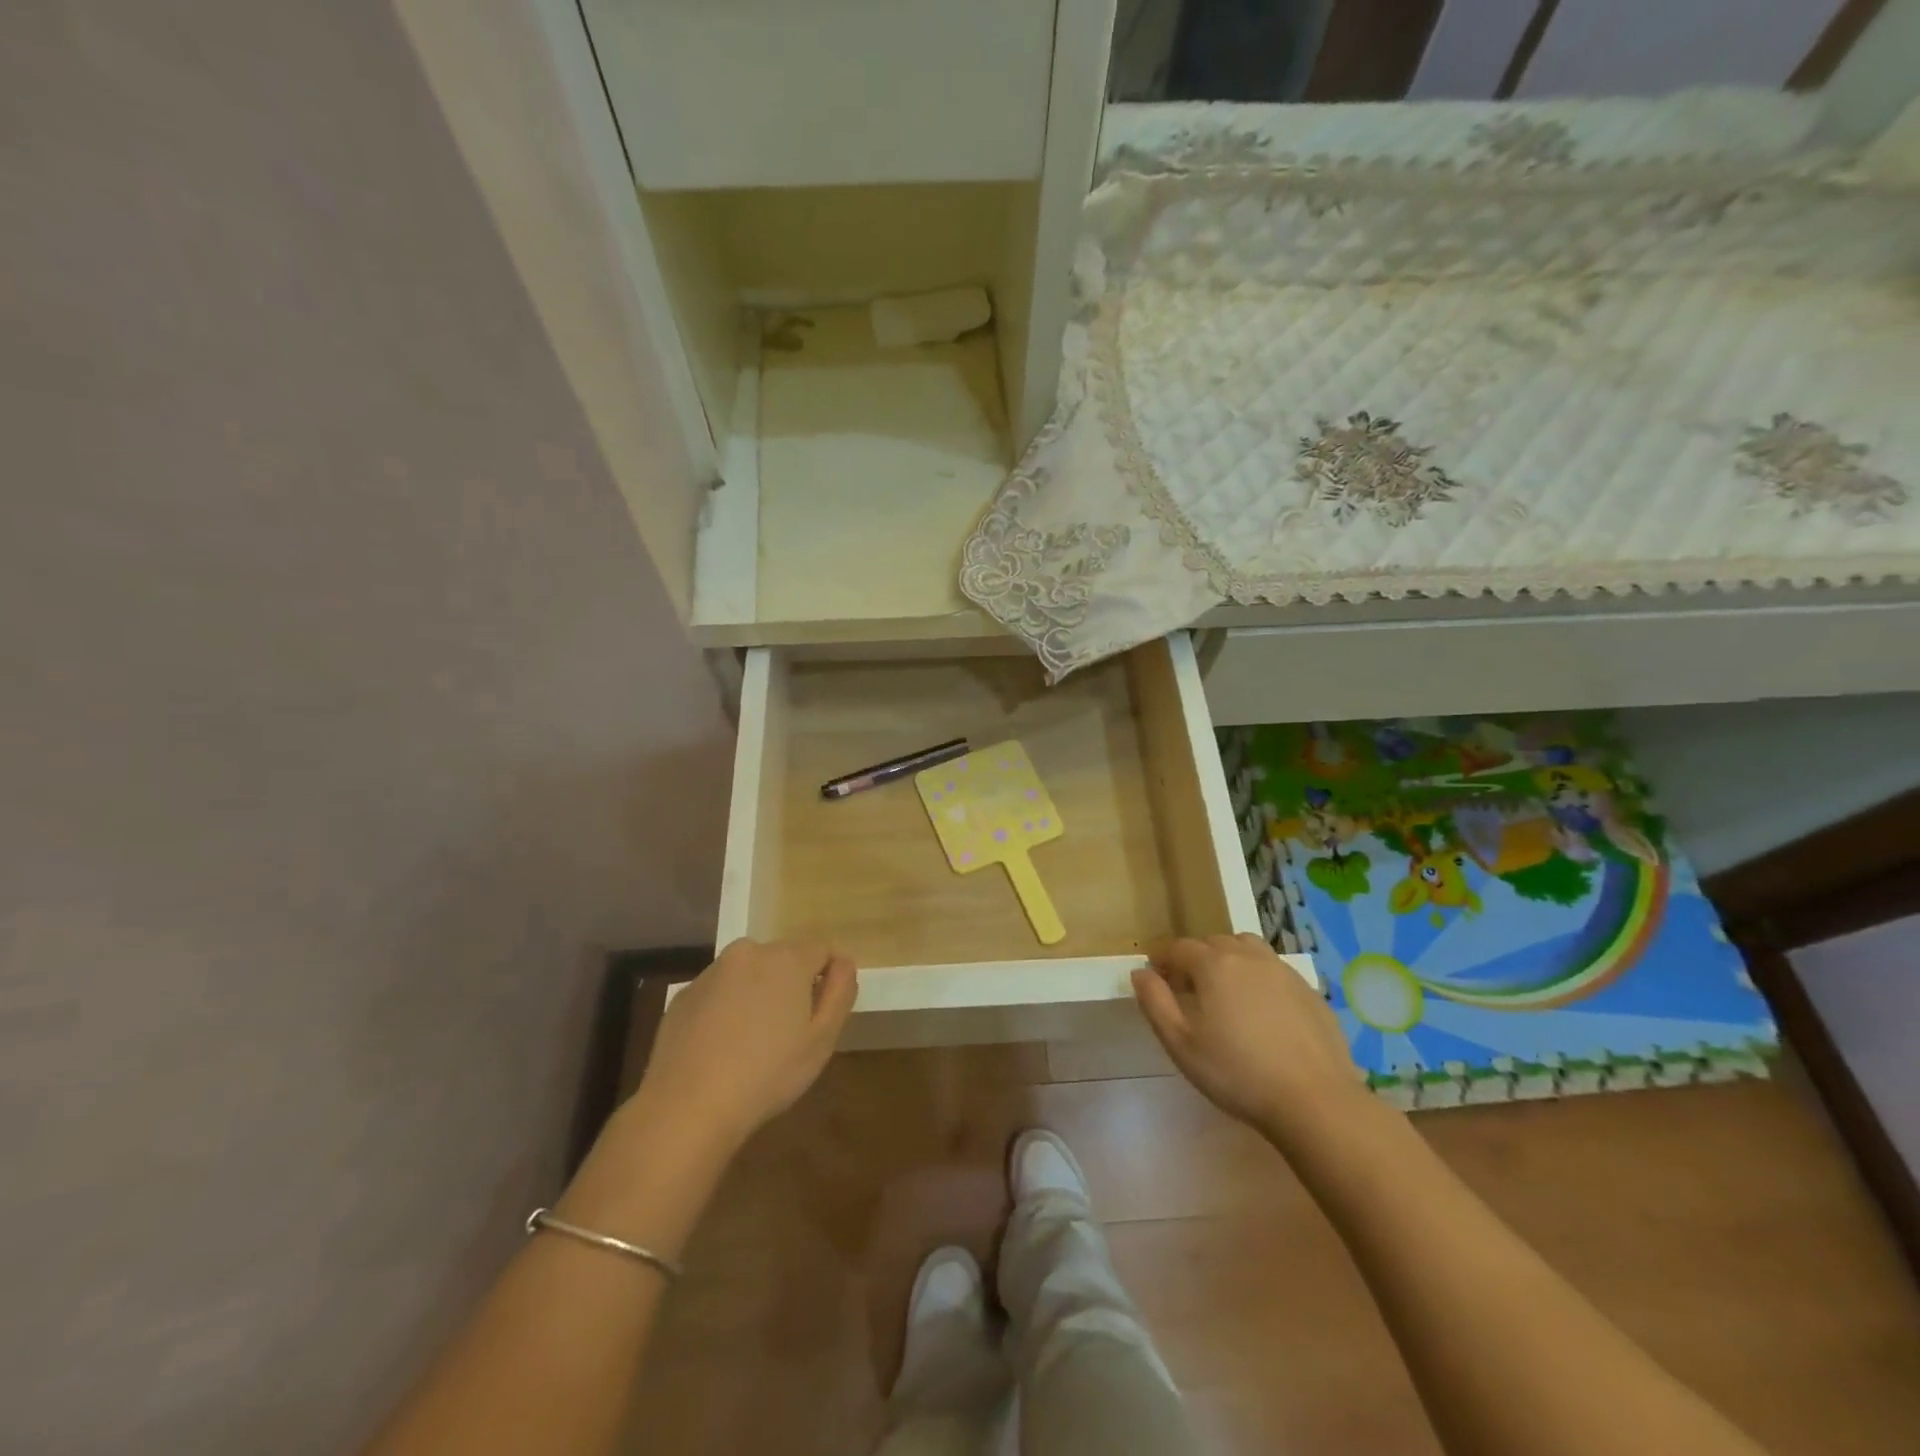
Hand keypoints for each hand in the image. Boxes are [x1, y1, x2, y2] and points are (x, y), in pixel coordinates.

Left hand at [637, 938, 857, 1149]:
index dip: (826, 980)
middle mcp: (748, 952)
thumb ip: (840, 991)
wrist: (688, 1107)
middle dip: (790, 985)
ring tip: (752, 1043)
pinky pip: (718, 993)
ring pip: (748, 974)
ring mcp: (711, 972)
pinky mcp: (683, 995)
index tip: (820, 1017)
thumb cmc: (768, 1074)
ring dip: (757, 994)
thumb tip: (843, 962)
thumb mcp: (822, 1039)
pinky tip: (720, 1048)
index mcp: (786, 958)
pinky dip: (725, 1009)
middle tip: (788, 1033)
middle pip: (783, 959)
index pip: (821, 951)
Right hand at [1133, 934, 1366, 1145]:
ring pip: (1247, 948)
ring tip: (1225, 991)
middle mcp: (1247, 956)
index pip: (1179, 947)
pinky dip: (1258, 977)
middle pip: (1213, 942)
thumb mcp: (1181, 1043)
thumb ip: (1155, 1002)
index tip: (1156, 977)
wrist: (1315, 1101)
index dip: (1163, 959)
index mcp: (1213, 965)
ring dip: (1229, 959)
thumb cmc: (1237, 1073)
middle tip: (1187, 989)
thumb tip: (1140, 973)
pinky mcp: (1309, 990)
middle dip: (1194, 958)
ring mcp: (1282, 971)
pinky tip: (1261, 1010)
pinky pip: (1274, 969)